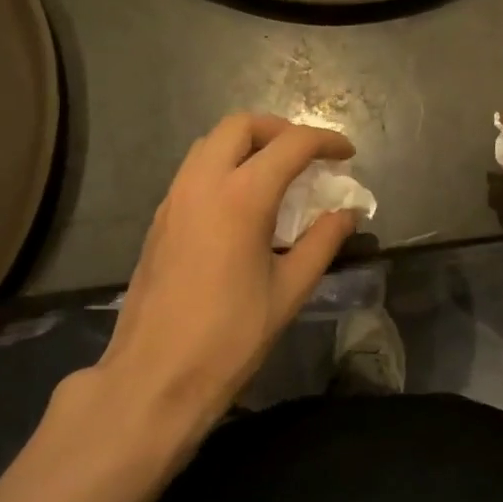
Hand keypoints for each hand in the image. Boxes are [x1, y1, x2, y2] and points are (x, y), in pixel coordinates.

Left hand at [89, 113, 358, 442]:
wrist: (155, 375)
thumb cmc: (230, 337)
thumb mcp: (289, 290)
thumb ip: (322, 243)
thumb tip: (345, 214)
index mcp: (241, 197)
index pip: (291, 145)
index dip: (325, 142)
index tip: (347, 155)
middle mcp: (202, 184)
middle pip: (240, 126)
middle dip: (280, 130)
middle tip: (307, 157)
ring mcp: (173, 199)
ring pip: (210, 144)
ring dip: (247, 145)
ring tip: (277, 176)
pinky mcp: (158, 220)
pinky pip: (194, 171)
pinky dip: (223, 167)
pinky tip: (242, 205)